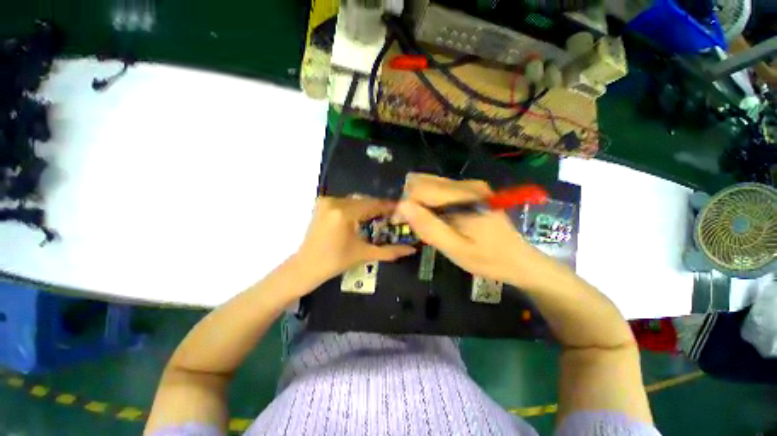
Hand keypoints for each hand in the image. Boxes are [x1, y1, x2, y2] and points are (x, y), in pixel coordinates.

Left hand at [296, 197, 416, 281]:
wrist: (305, 267)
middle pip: (364, 200)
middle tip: (392, 216)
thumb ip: (389, 251)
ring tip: (380, 217)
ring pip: (355, 200)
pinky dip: (356, 207)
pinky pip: (345, 202)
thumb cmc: (335, 262)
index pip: (373, 204)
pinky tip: (363, 217)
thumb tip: (412, 250)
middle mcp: (334, 202)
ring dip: (368, 207)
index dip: (389, 206)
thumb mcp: (364, 254)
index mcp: (344, 213)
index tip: (402, 209)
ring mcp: (326, 201)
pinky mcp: (322, 204)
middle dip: (379, 207)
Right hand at [397, 173, 551, 287]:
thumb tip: (402, 206)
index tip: (402, 224)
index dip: (405, 204)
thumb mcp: (455, 249)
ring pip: (428, 184)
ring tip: (428, 224)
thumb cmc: (488, 259)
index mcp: (464, 196)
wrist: (519, 260)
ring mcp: (469, 185)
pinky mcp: (469, 190)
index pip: (420, 188)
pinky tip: (438, 219)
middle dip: (411, 201)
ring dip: (420, 202)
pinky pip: (438, 190)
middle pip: (422, 181)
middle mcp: (466, 184)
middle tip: (416, 225)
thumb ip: (429, 227)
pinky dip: (430, 203)